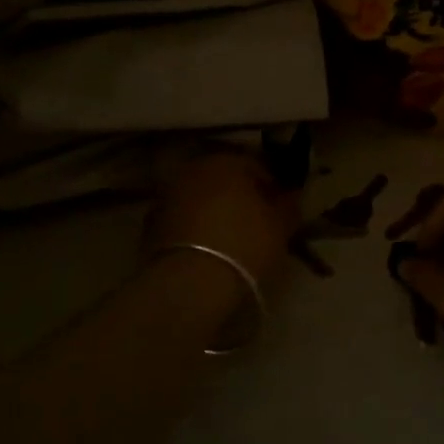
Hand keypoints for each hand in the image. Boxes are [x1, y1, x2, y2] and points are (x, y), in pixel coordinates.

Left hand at [145, 150, 301, 286]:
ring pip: (201, 198)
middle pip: (224, 179)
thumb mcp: (280, 226)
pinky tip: (207, 249)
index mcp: (227, 161)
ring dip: (215, 211)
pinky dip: (195, 228)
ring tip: (230, 238)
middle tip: (256, 223)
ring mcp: (168, 194)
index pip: (257, 166)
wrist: (191, 282)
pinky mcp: (152, 223)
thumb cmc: (245, 244)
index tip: (281, 209)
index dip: (272, 187)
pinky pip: (183, 219)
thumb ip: (288, 205)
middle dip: (240, 196)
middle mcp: (194, 169)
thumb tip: (291, 195)